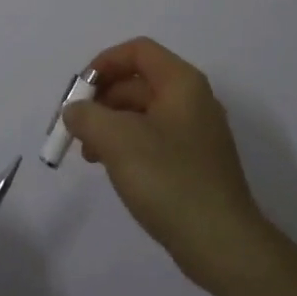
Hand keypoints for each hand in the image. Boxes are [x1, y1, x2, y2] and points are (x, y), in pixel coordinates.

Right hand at [62, 37, 269, 290]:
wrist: (222, 244)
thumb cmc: (169, 180)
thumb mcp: (117, 140)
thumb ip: (86, 116)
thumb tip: (74, 111)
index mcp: (182, 83)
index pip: (138, 51)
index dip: (104, 63)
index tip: (79, 92)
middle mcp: (193, 100)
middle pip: (138, 82)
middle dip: (102, 100)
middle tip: (76, 128)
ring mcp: (196, 134)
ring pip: (143, 113)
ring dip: (110, 125)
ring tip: (89, 155)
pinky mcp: (194, 163)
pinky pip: (153, 139)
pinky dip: (127, 145)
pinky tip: (113, 170)